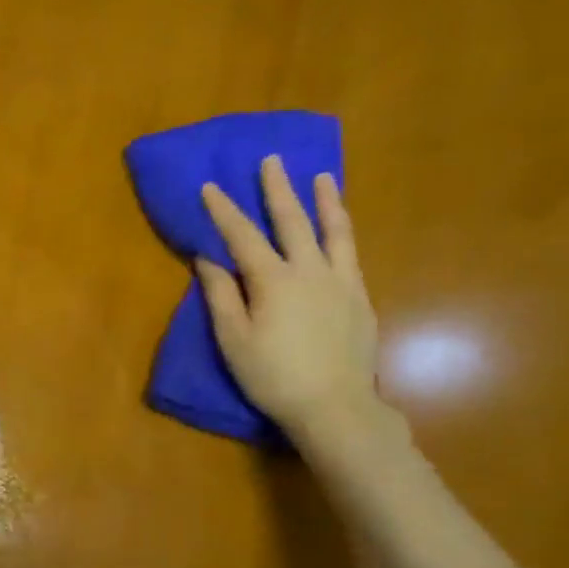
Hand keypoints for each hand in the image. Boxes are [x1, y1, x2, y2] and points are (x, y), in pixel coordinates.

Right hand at [196, 156, 387, 449]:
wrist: (334, 406)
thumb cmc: (272, 376)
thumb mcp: (233, 339)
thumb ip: (220, 295)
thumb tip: (208, 259)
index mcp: (273, 280)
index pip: (242, 236)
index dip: (224, 210)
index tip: (210, 186)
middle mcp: (310, 271)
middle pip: (292, 221)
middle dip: (278, 189)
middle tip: (272, 161)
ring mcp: (341, 282)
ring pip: (333, 231)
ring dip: (325, 201)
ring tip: (323, 177)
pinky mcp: (360, 298)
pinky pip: (351, 254)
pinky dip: (342, 233)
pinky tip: (339, 229)